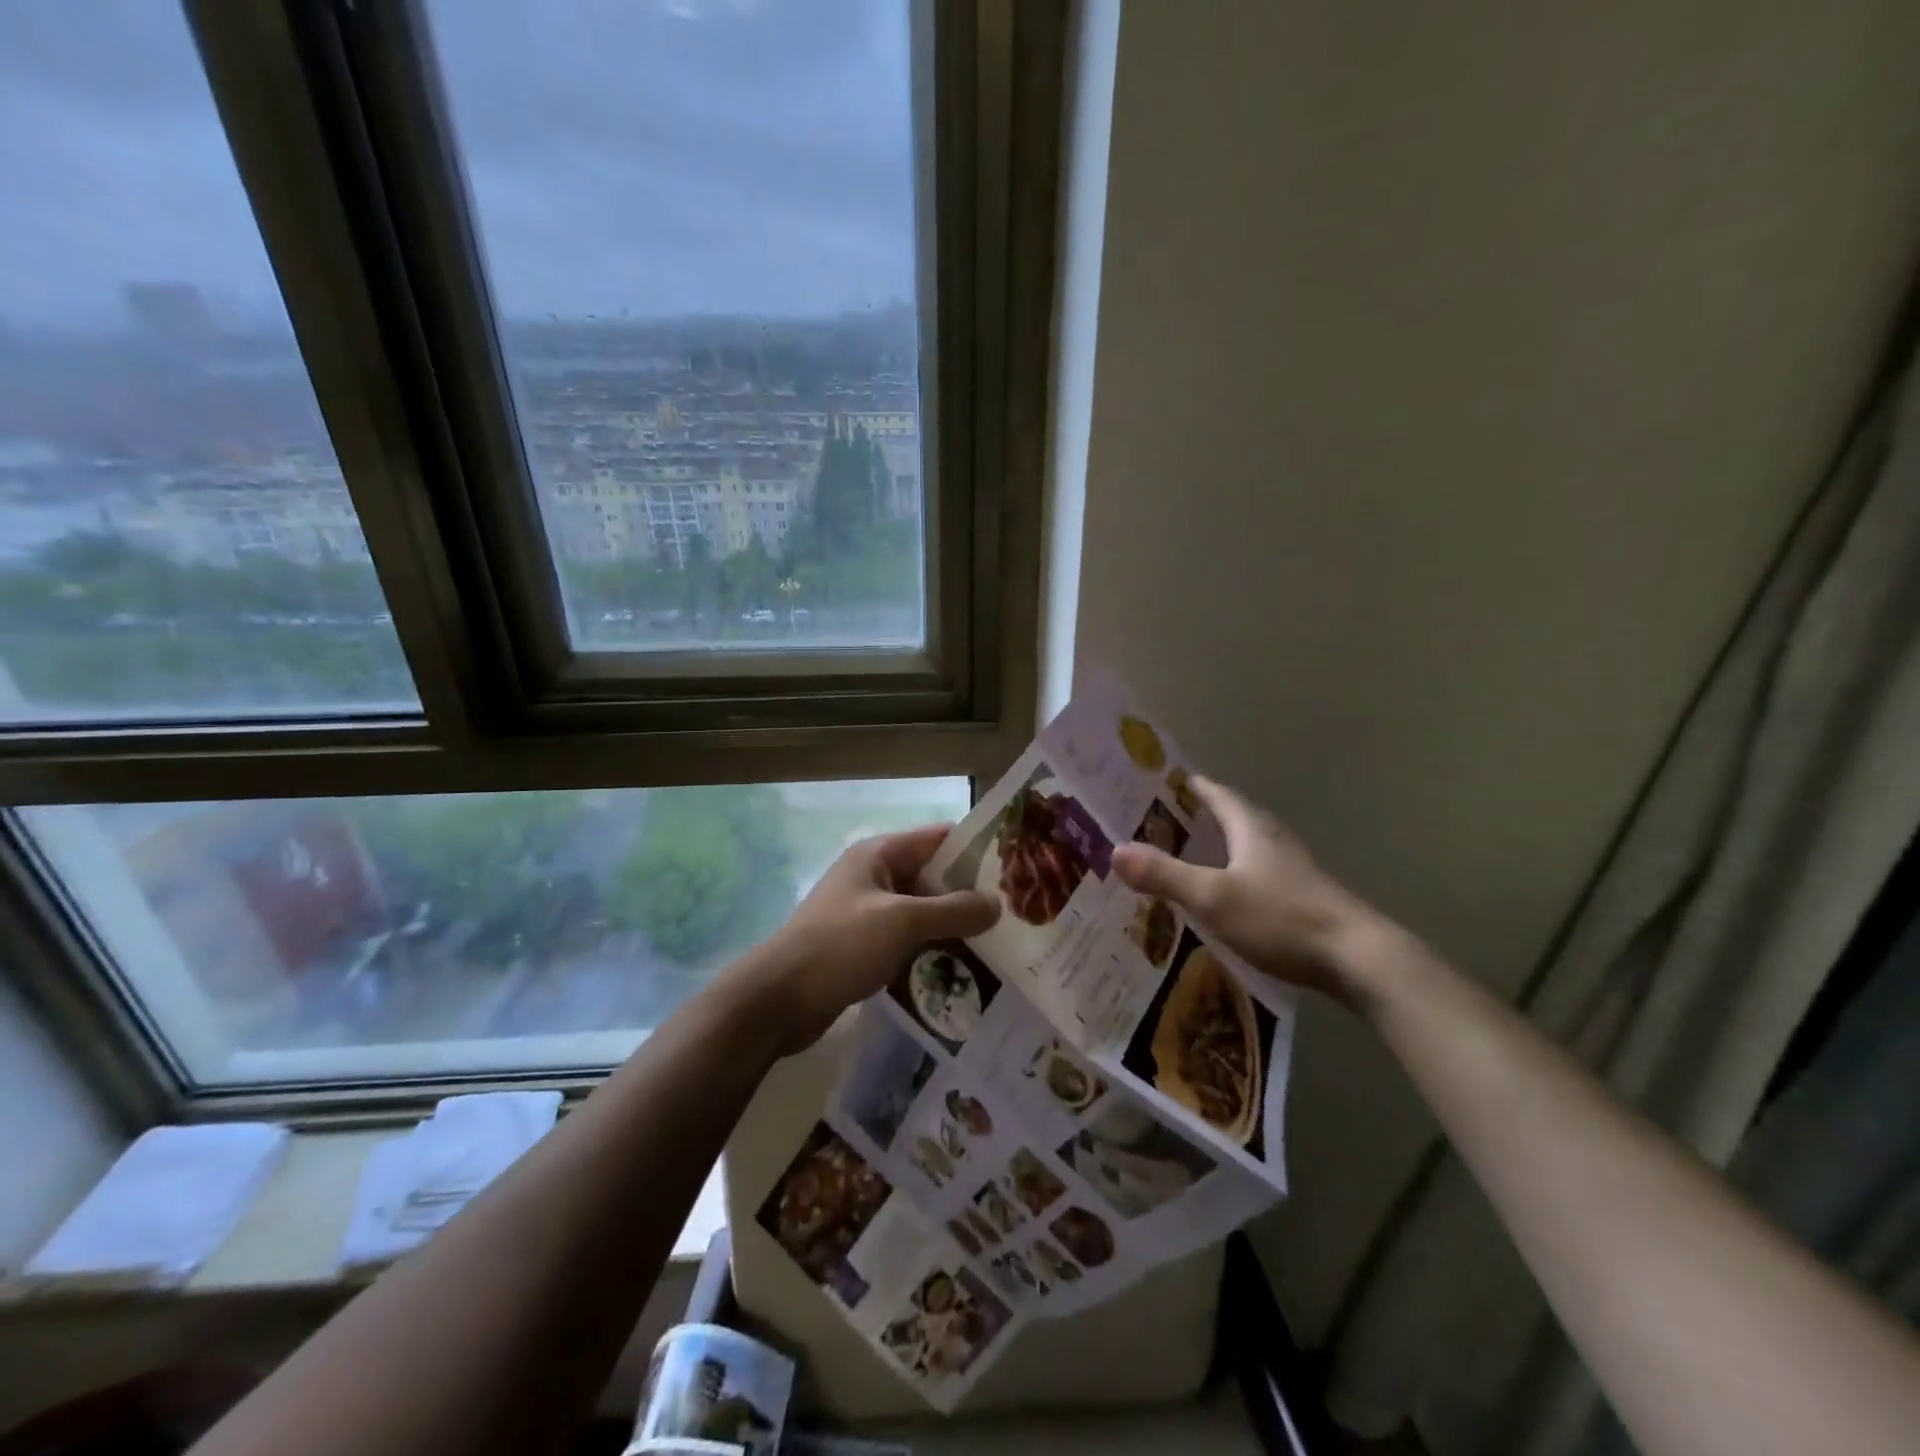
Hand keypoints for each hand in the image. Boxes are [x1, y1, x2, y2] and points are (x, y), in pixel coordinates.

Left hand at [737, 824, 999, 1055]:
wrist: (778, 1000)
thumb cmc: (840, 945)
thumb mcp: (902, 922)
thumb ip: (953, 911)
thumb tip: (997, 904)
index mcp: (879, 854)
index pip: (938, 838)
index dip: (976, 850)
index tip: (1016, 870)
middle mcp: (874, 876)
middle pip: (933, 877)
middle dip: (970, 895)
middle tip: (1015, 917)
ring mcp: (867, 913)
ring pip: (922, 912)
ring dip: (953, 927)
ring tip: (999, 947)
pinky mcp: (863, 946)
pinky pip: (907, 940)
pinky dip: (931, 950)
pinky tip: (962, 971)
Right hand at [1110, 776, 1389, 1005]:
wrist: (1360, 960)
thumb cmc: (1282, 918)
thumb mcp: (1213, 897)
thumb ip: (1165, 875)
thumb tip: (1114, 850)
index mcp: (1253, 828)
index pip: (1218, 794)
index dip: (1192, 786)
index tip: (1165, 781)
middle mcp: (1275, 841)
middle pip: (1235, 818)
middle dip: (1202, 817)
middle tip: (1164, 822)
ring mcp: (1294, 871)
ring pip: (1249, 848)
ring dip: (1220, 848)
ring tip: (1188, 857)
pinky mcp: (1305, 899)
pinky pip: (1260, 876)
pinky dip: (1236, 877)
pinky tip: (1224, 898)